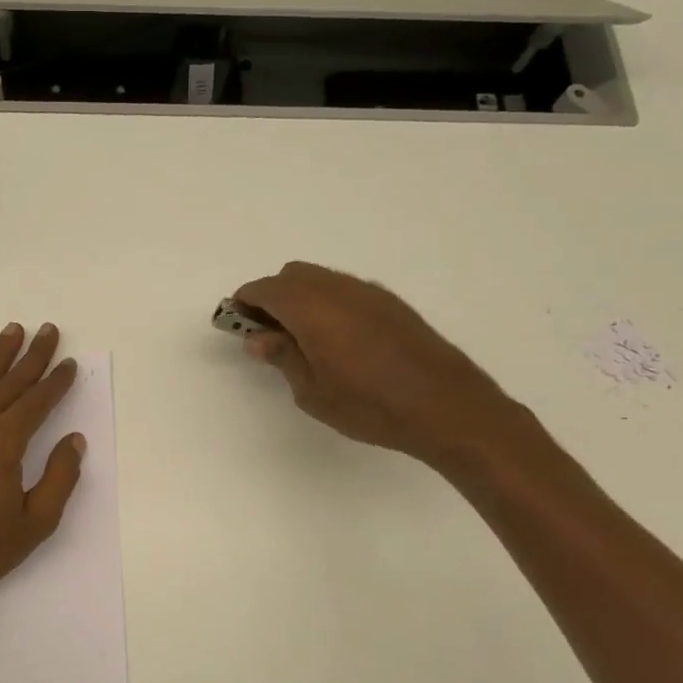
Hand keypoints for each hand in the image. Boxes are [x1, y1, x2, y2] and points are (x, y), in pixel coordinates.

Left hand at [0, 322, 86, 611]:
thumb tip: (75, 440)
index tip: (69, 363)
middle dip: (32, 356)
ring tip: (12, 331)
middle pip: (9, 383)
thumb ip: (60, 478)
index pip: (36, 403)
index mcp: (3, 445)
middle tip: (48, 329)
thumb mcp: (35, 523)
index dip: (55, 382)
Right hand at [232, 261, 527, 469]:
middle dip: (272, 296)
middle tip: (266, 333)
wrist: (447, 407)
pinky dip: (327, 303)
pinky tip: (335, 339)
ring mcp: (370, 293)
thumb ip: (283, 357)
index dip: (245, 302)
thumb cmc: (370, 405)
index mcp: (312, 308)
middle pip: (293, 275)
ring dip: (301, 298)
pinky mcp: (392, 304)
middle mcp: (339, 289)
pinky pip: (346, 290)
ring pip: (321, 279)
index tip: (236, 322)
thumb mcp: (312, 392)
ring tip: (300, 339)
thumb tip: (260, 338)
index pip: (267, 289)